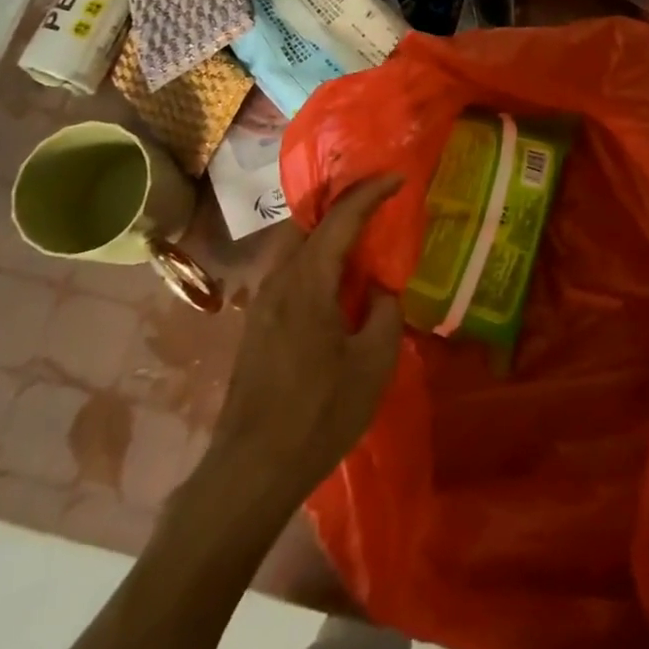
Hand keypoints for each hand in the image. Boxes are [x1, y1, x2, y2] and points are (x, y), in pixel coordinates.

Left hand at [212, 173, 405, 501]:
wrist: (251, 470)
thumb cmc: (318, 413)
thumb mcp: (373, 363)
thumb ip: (384, 312)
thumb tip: (380, 290)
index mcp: (307, 280)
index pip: (341, 217)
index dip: (371, 192)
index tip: (398, 178)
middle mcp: (277, 278)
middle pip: (308, 220)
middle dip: (341, 200)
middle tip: (376, 197)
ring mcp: (261, 300)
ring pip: (295, 244)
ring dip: (327, 229)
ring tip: (361, 233)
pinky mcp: (257, 322)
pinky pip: (289, 268)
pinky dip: (315, 255)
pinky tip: (336, 278)